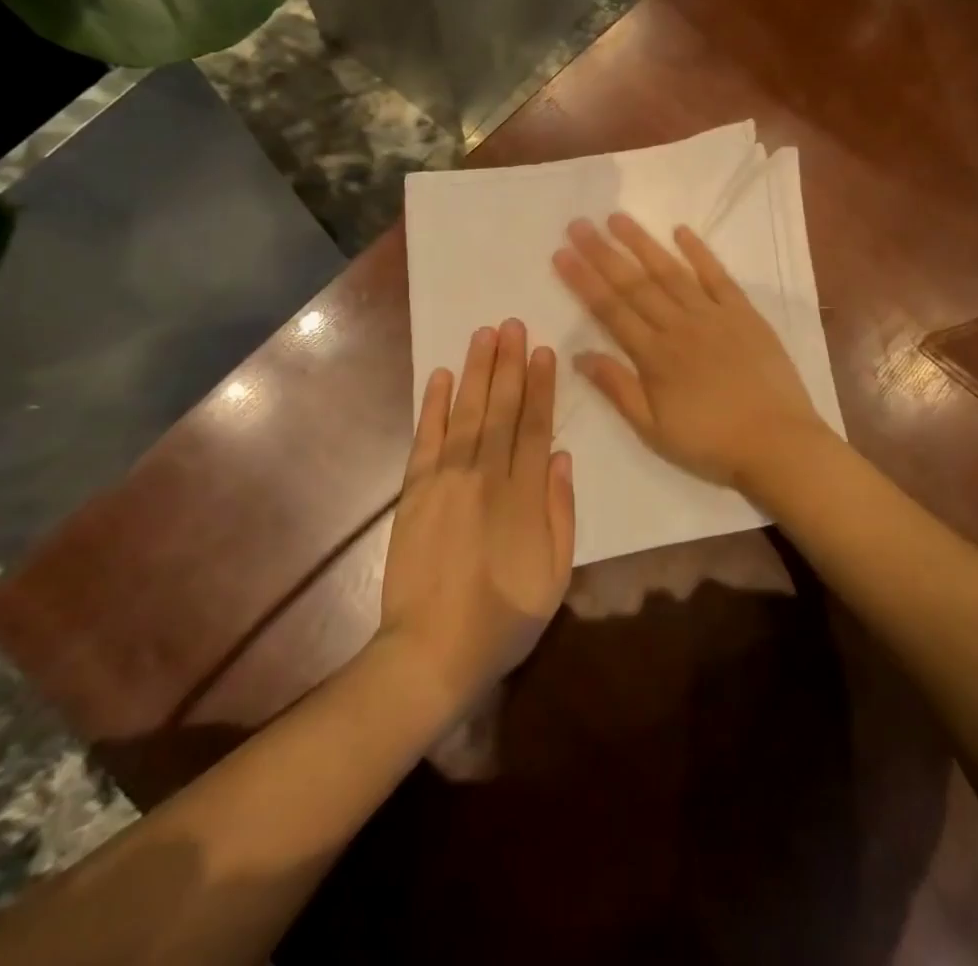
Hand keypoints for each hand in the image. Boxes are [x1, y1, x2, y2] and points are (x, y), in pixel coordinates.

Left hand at [378, 320, 575, 717]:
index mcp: (524, 496)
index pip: (536, 426)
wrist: (430, 653)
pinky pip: (427, 438)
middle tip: (513, 324)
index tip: (544, 351)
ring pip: (467, 413)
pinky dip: (435, 406)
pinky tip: (443, 376)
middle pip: (502, 409)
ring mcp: (447, 480)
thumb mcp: (554, 576)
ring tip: (485, 334)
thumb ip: (560, 512)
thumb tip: (562, 458)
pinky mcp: (415, 491)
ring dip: (477, 371)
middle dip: (509, 363)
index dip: (541, 386)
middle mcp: (486, 476)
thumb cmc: (502, 620)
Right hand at [552, 214, 829, 497]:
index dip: (583, 280)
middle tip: (578, 224)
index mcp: (654, 356)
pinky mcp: (744, 313)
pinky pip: (718, 275)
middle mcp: (679, 326)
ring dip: (642, 243)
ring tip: (617, 218)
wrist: (777, 443)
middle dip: (603, 253)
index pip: (610, 310)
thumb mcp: (653, 430)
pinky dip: (699, 251)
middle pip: (634, 284)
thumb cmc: (710, 442)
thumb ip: (617, 388)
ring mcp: (713, 315)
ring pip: (671, 271)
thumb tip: (579, 355)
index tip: (561, 253)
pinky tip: (680, 230)